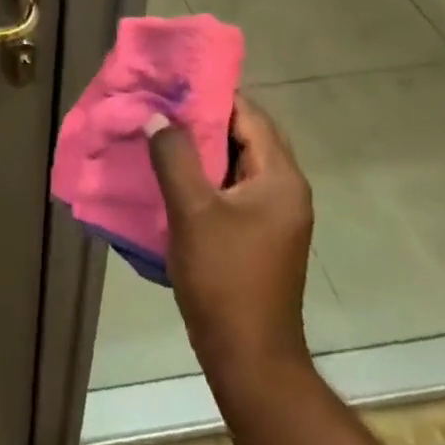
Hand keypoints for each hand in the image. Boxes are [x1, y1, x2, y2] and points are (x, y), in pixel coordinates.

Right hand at [148, 96, 315, 378]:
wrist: (249, 358)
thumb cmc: (224, 278)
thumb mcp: (192, 211)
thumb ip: (174, 156)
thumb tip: (158, 116)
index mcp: (280, 178)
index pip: (249, 115)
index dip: (211, 96)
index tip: (172, 85)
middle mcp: (285, 189)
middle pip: (245, 136)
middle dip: (204, 120)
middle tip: (162, 108)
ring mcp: (275, 215)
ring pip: (237, 163)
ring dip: (203, 149)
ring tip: (160, 135)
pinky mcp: (260, 234)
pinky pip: (233, 188)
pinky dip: (206, 176)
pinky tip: (173, 176)